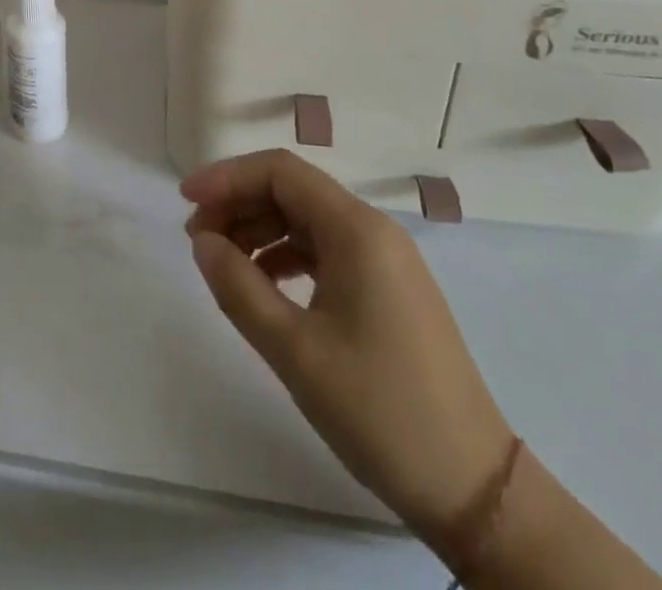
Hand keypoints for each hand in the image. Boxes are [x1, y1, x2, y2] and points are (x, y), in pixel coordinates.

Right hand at [183, 150, 514, 546]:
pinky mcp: (388, 289)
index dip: (227, 177)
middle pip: (293, 191)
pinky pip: (326, 251)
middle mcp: (374, 230)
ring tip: (221, 264)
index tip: (185, 201)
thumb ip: (239, 287)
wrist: (476, 490)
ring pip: (308, 220)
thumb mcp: (295, 351)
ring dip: (260, 230)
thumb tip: (202, 242)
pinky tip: (263, 285)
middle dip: (239, 204)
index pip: (280, 171)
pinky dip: (286, 256)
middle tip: (197, 240)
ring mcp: (386, 260)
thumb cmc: (380, 411)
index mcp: (357, 230)